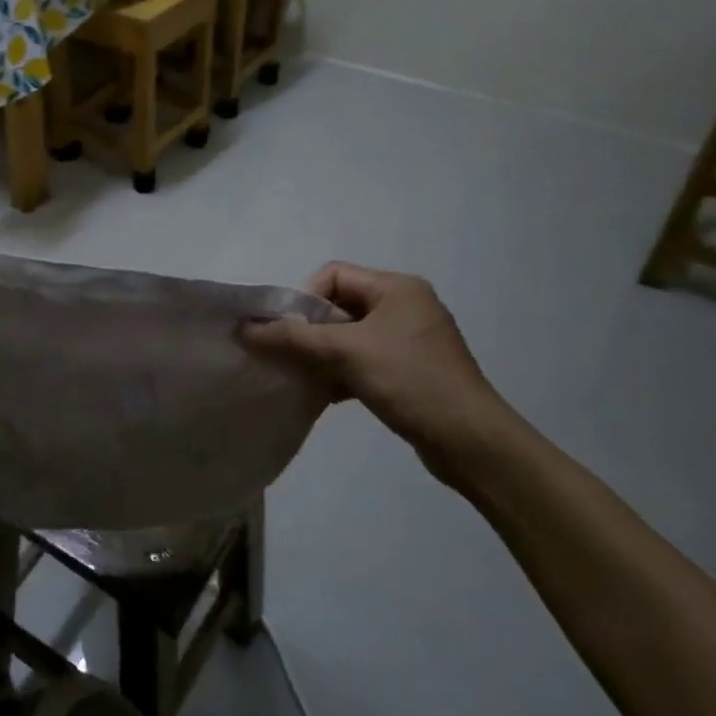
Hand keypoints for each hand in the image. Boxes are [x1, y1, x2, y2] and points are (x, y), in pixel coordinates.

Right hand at [243, 264, 514, 473]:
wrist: (471, 441)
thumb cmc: (410, 381)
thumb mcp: (346, 352)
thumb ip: (294, 337)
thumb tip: (245, 329)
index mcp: (397, 287)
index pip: (333, 275)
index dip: (304, 299)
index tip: (289, 332)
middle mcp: (405, 305)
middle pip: (339, 305)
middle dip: (309, 329)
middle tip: (289, 356)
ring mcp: (410, 339)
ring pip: (349, 336)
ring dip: (322, 354)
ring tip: (303, 377)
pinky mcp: (411, 370)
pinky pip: (364, 360)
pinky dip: (341, 372)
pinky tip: (325, 395)